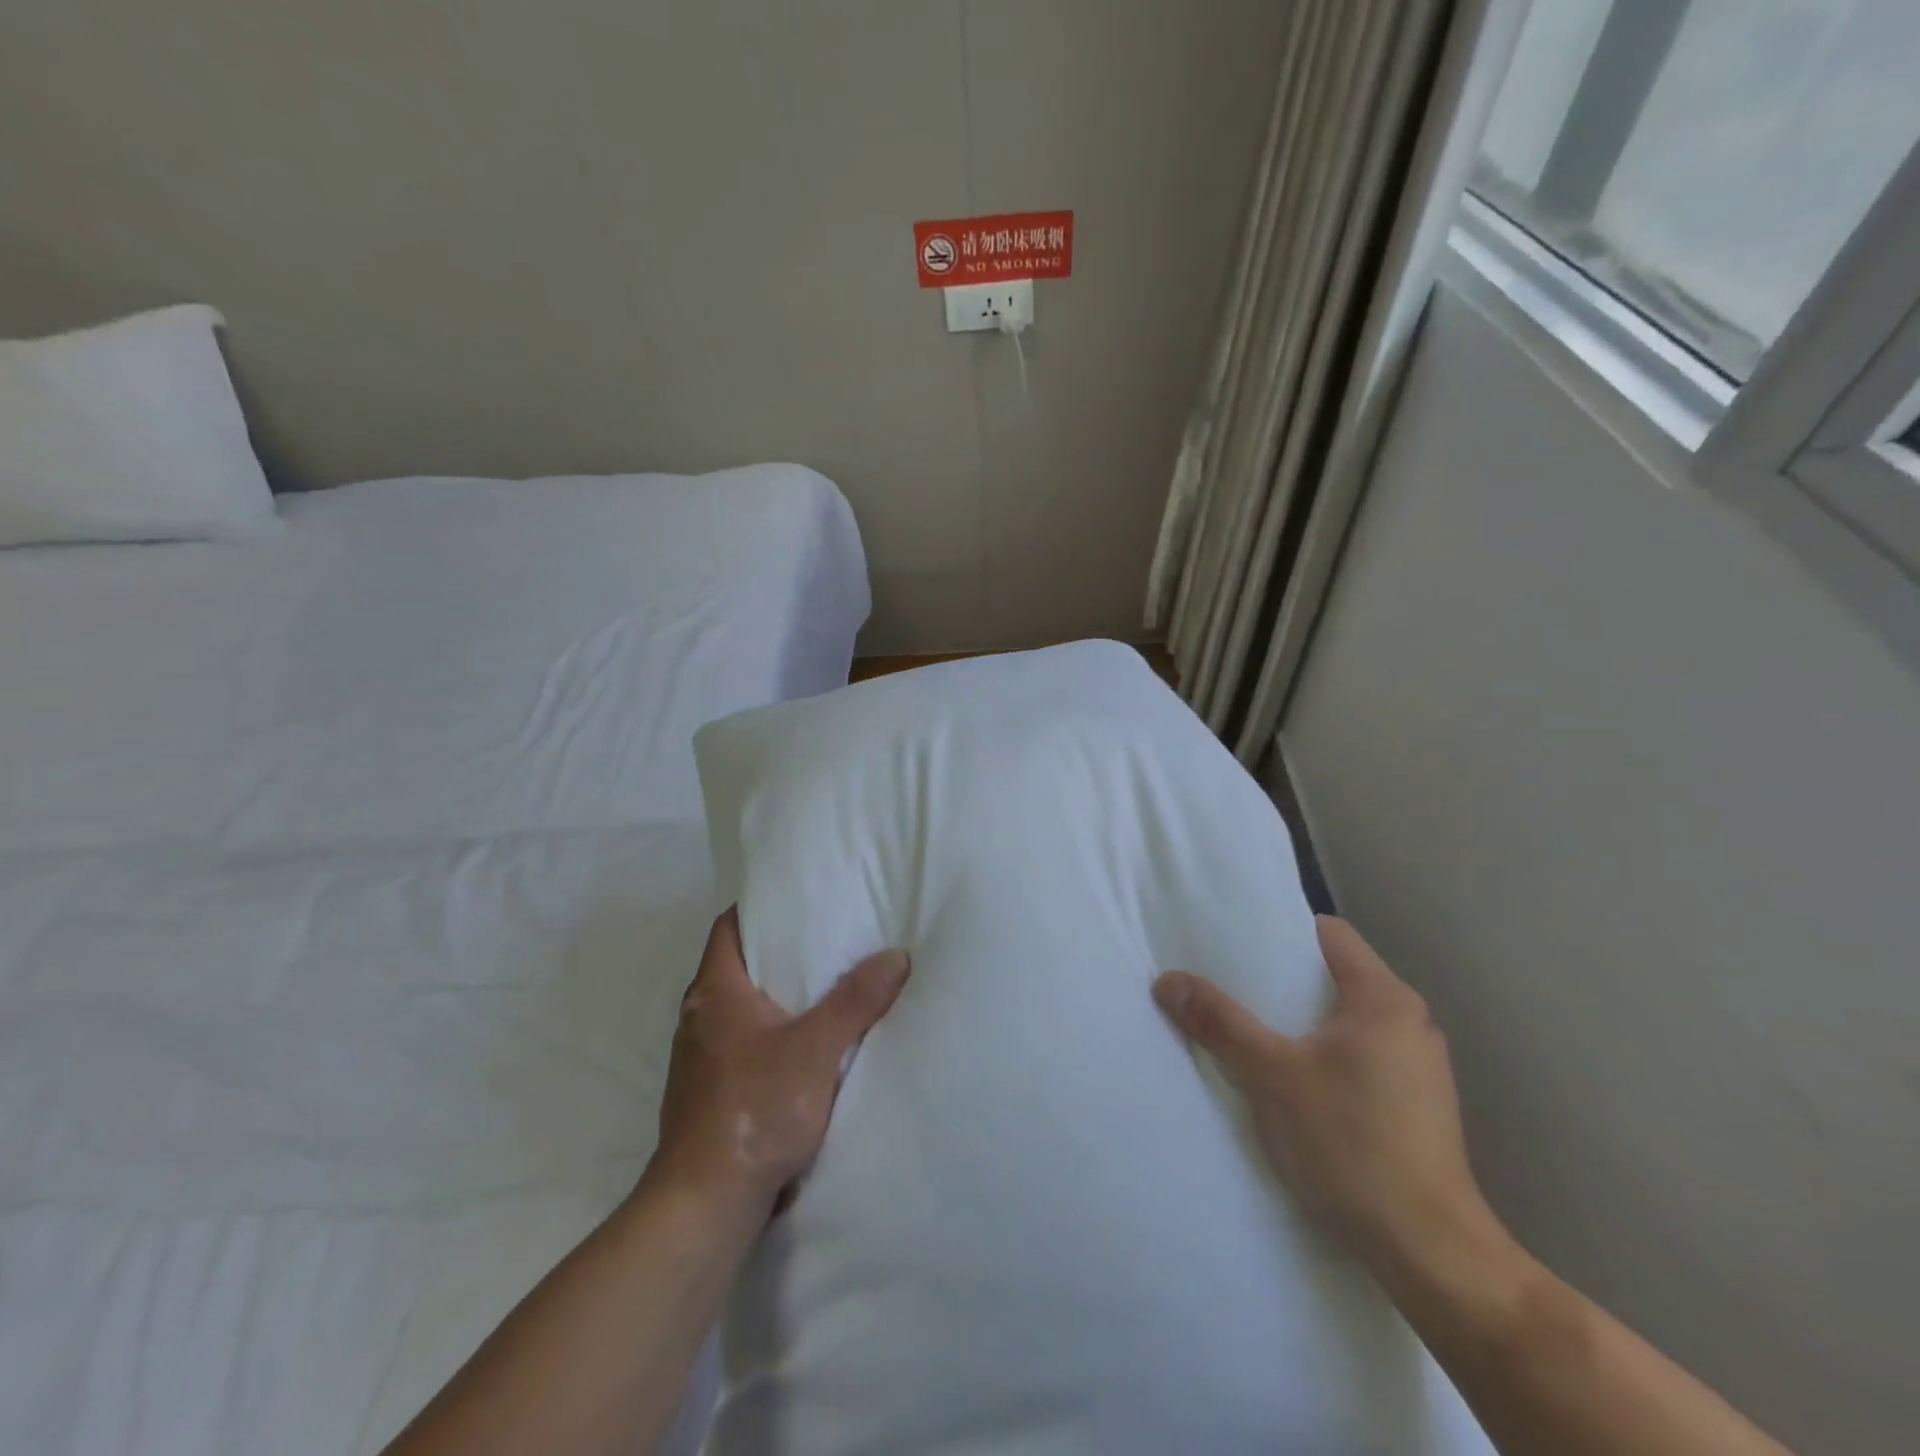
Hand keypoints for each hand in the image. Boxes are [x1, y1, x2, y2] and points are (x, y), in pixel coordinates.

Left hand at [649, 908, 910, 1222]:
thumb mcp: (816, 1049)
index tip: (799, 899)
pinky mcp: (706, 1092)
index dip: (760, 907)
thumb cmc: (755, 1110)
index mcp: (715, 992)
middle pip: (736, 965)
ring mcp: (698, 1058)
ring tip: (823, 987)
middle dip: (778, 951)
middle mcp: (698, 1017)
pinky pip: (741, 1043)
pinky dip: (769, 1033)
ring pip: (739, 1008)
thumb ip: (856, 1000)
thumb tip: (895, 955)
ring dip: (775, 997)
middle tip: (826, 938)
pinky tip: (803, 1046)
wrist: (704, 1205)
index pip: (729, 927)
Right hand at [1153, 916, 1499, 1272]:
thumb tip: (1167, 980)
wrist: (1431, 1252)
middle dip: (1282, 980)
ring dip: (1302, 1021)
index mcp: (1383, 998)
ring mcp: (1420, 1065)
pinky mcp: (1419, 1104)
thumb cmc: (1351, 1143)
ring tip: (1251, 1031)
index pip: (1328, 933)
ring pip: (1347, 1019)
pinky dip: (1324, 1055)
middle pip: (1335, 974)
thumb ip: (1219, 1022)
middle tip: (1229, 986)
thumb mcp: (1271, 1076)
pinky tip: (1292, 1082)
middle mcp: (1410, 1021)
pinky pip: (1360, 1054)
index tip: (1235, 943)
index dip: (1280, 931)